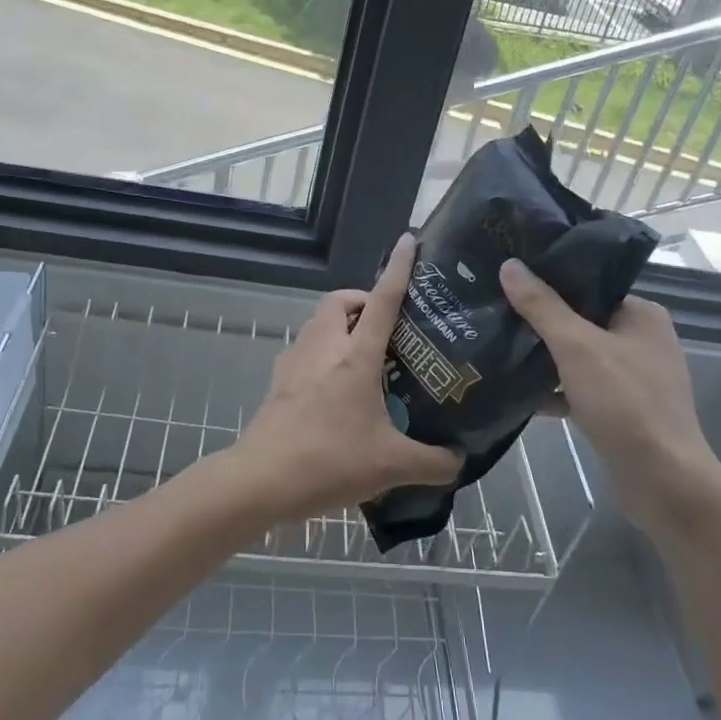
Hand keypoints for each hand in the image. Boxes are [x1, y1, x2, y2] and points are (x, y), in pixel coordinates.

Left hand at [232, 234, 463, 523]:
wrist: (261, 479)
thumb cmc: (329, 461)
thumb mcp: (391, 466)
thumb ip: (432, 462)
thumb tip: (459, 459)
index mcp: (355, 356)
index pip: (383, 299)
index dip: (399, 268)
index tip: (410, 240)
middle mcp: (324, 347)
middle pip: (340, 300)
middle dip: (363, 300)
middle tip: (386, 327)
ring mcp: (296, 361)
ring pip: (319, 322)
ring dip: (342, 325)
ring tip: (366, 357)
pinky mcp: (280, 380)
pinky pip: (306, 349)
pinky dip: (324, 352)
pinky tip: (336, 388)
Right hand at [499, 260, 720, 532]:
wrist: (664, 485)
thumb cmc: (626, 404)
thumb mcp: (577, 347)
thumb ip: (541, 306)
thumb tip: (509, 264)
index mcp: (641, 314)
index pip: (588, 285)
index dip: (549, 281)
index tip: (508, 278)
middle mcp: (641, 340)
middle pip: (580, 320)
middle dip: (540, 321)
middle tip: (496, 311)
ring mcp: (633, 378)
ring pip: (578, 356)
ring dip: (544, 357)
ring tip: (499, 347)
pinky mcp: (622, 411)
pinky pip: (581, 388)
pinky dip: (555, 390)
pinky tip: (520, 393)